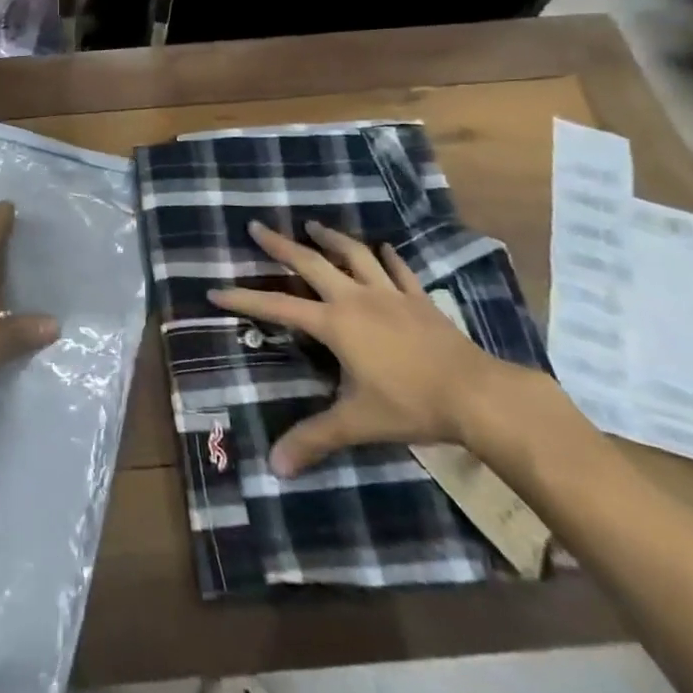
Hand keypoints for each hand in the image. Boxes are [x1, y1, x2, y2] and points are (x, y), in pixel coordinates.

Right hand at [210, 220, 529, 475]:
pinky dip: (388, 257)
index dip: (245, 299)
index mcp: (335, 323)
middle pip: (311, 262)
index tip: (215, 289)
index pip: (279, 307)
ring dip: (331, 238)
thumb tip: (275, 467)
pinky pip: (399, 270)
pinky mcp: (419, 299)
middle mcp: (356, 298)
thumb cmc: (411, 405)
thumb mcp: (357, 423)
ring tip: (313, 225)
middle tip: (257, 227)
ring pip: (354, 255)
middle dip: (281, 245)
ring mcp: (390, 294)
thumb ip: (315, 438)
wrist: (477, 394)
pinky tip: (383, 247)